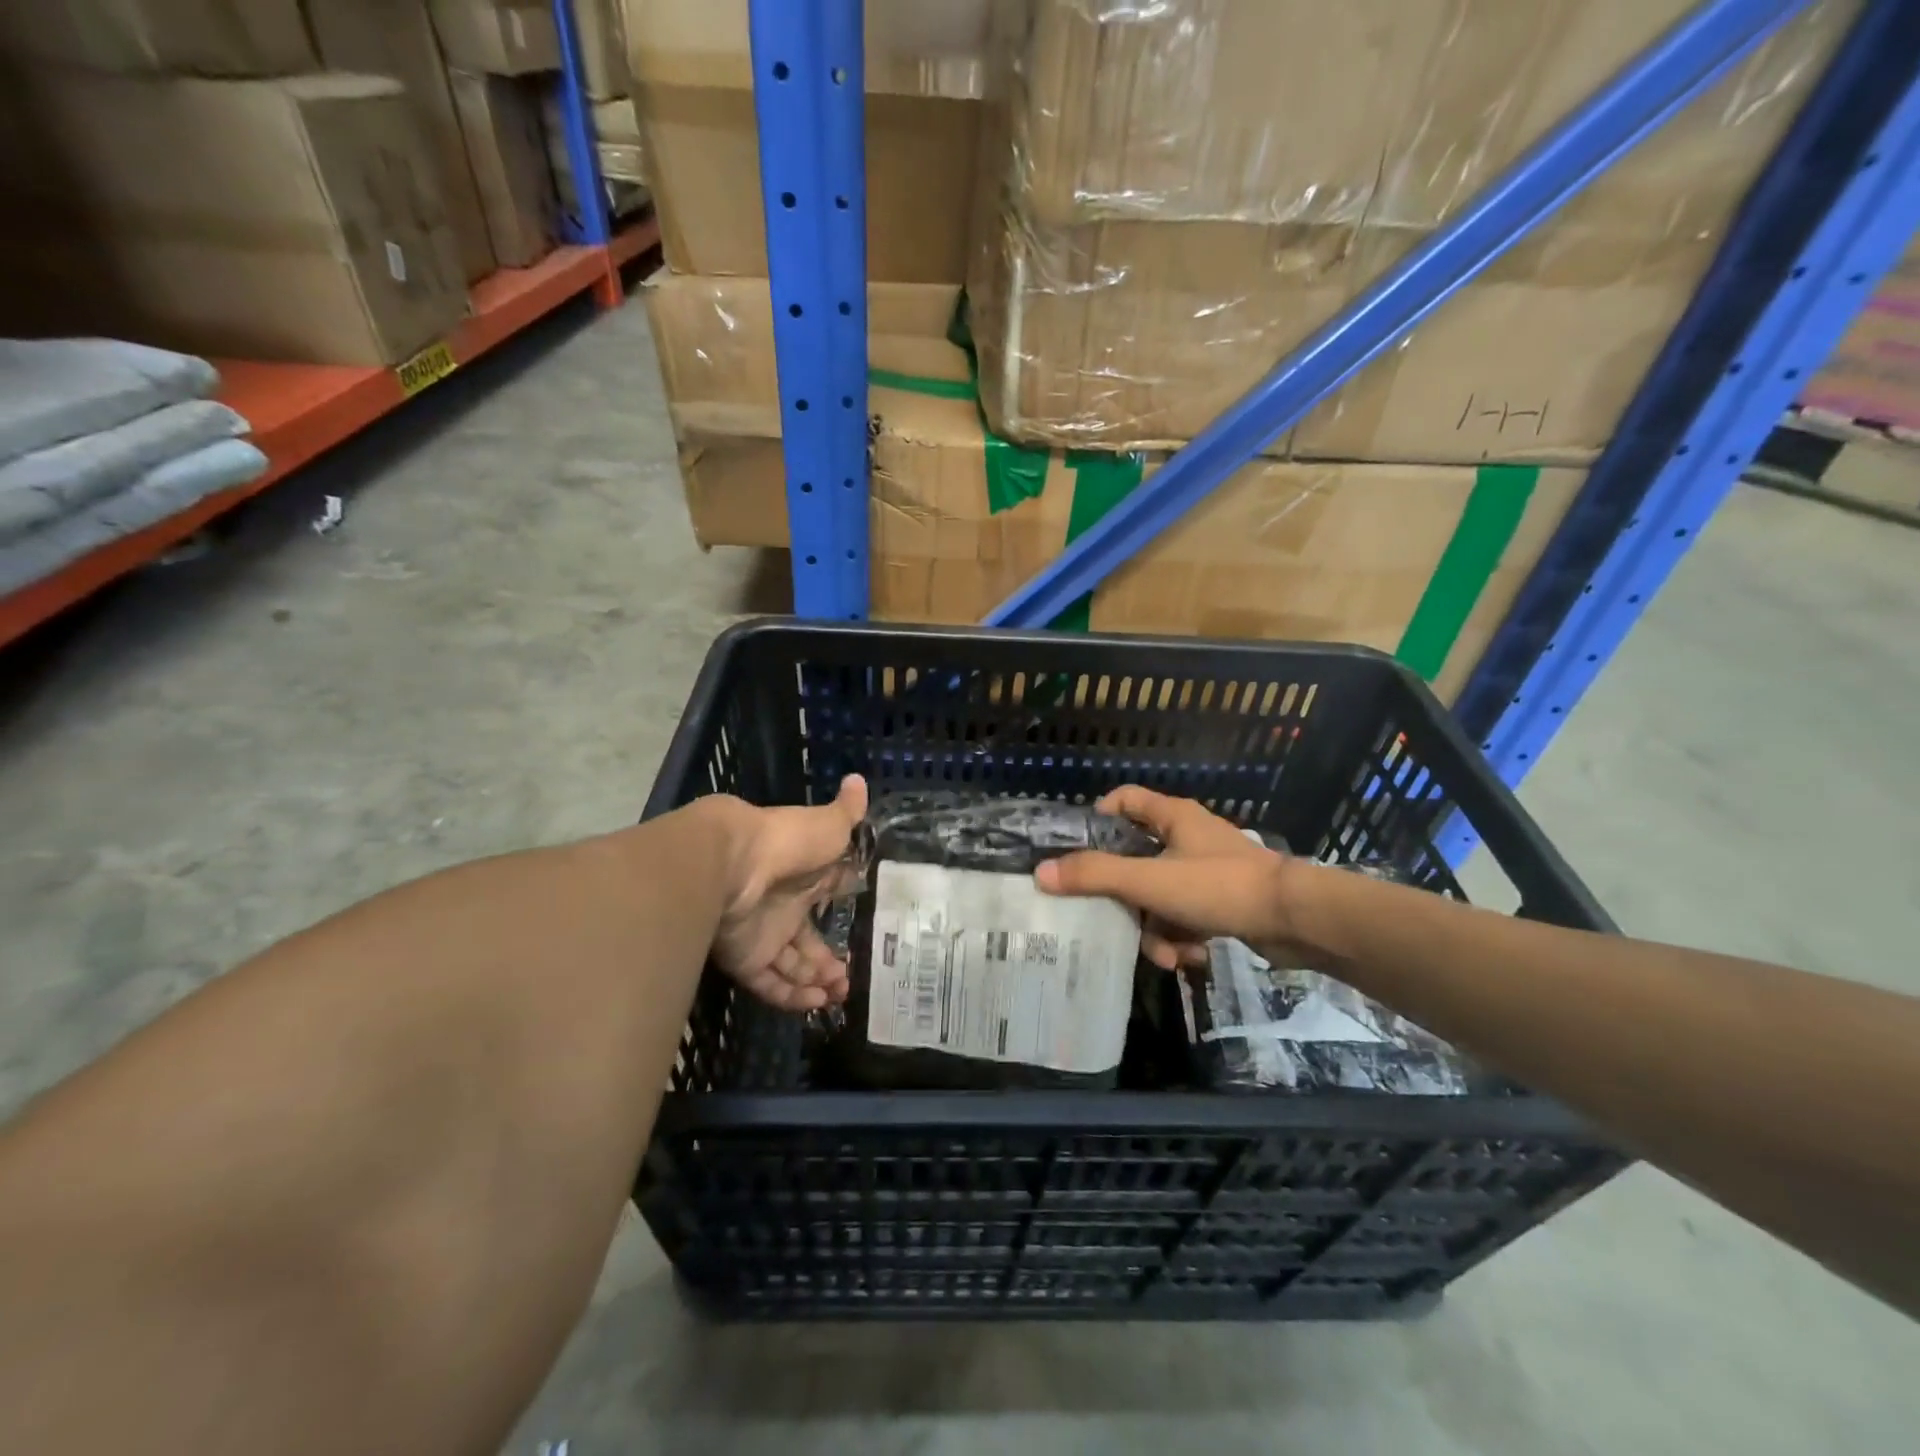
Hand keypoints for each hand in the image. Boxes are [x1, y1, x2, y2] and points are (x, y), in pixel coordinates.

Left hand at [704, 775, 868, 1010]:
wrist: (730, 865)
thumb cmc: (786, 841)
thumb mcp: (826, 825)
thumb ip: (847, 812)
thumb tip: (859, 779)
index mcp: (804, 874)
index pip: (827, 893)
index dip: (843, 906)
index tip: (864, 924)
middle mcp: (783, 905)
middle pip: (808, 939)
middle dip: (829, 960)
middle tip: (849, 979)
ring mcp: (763, 934)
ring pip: (792, 965)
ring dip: (816, 981)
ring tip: (840, 994)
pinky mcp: (746, 960)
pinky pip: (771, 983)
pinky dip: (794, 996)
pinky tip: (817, 1003)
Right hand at [1035, 786, 1317, 967]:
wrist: (1297, 920)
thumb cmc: (1219, 887)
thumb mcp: (1150, 881)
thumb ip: (1096, 876)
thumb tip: (1041, 873)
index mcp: (1172, 817)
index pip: (1124, 800)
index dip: (1098, 818)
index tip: (1079, 851)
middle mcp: (1187, 838)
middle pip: (1136, 861)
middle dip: (1127, 900)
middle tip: (1116, 921)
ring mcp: (1206, 871)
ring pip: (1159, 897)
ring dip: (1157, 930)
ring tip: (1167, 955)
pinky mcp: (1222, 901)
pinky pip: (1185, 917)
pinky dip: (1183, 938)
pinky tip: (1191, 959)